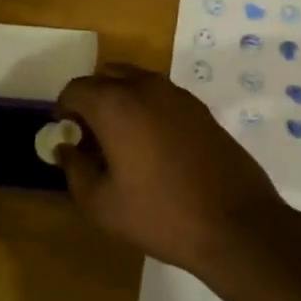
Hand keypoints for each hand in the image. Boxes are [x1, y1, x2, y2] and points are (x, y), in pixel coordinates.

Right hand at [53, 65, 295, 276]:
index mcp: (115, 104)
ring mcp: (178, 95)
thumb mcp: (101, 204)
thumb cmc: (160, 214)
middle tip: (90, 135)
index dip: (63, 109)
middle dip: (92, 99)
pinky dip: (147, 108)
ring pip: (136, 82)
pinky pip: (161, 96)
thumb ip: (75, 170)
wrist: (236, 224)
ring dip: (120, 100)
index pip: (76, 88)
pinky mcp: (201, 109)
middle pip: (106, 76)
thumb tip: (65, 148)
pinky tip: (153, 146)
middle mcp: (146, 87)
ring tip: (120, 141)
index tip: (64, 134)